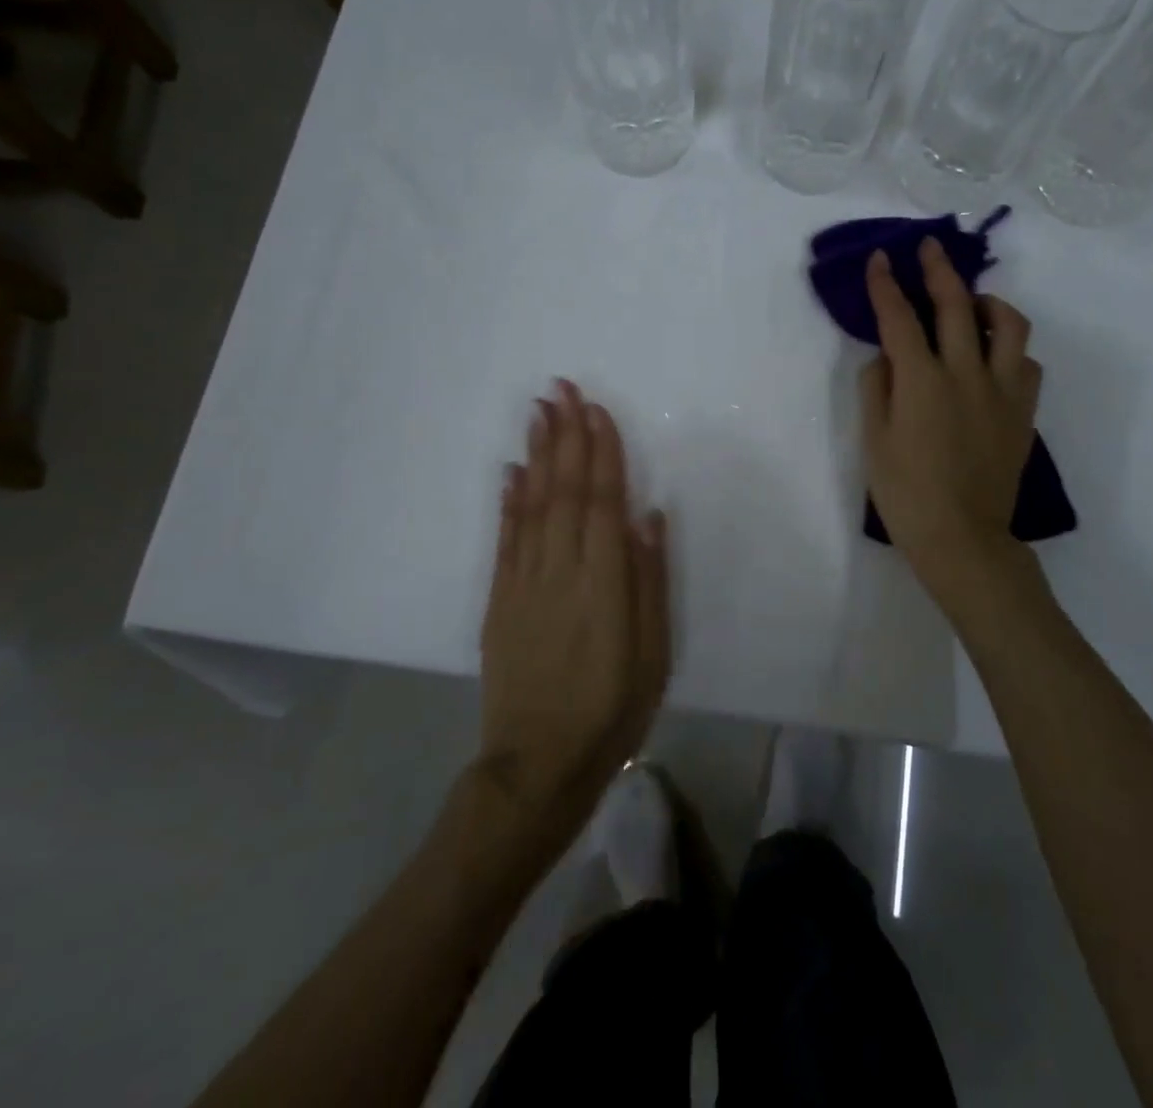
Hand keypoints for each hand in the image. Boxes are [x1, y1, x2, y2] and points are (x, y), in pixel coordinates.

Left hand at [476, 380, 669, 845]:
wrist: (539, 764)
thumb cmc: (613, 708)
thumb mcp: (653, 652)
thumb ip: (649, 580)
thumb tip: (648, 516)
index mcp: (603, 582)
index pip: (602, 501)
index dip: (601, 452)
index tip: (598, 410)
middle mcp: (560, 570)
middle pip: (564, 491)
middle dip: (566, 436)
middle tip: (563, 388)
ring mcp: (523, 583)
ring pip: (532, 505)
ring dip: (537, 454)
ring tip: (539, 411)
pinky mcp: (499, 600)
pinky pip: (505, 539)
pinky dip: (509, 501)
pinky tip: (512, 471)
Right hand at [860, 239, 1041, 597]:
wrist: (961, 538)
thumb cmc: (906, 494)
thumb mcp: (873, 441)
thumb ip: (876, 388)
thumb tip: (885, 357)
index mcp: (921, 380)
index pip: (899, 318)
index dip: (886, 284)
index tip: (881, 258)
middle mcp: (965, 373)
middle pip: (956, 305)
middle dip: (939, 269)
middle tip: (929, 248)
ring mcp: (1001, 391)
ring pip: (1009, 325)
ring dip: (988, 303)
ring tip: (973, 304)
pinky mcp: (1023, 412)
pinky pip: (1026, 364)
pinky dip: (1011, 350)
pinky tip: (995, 358)